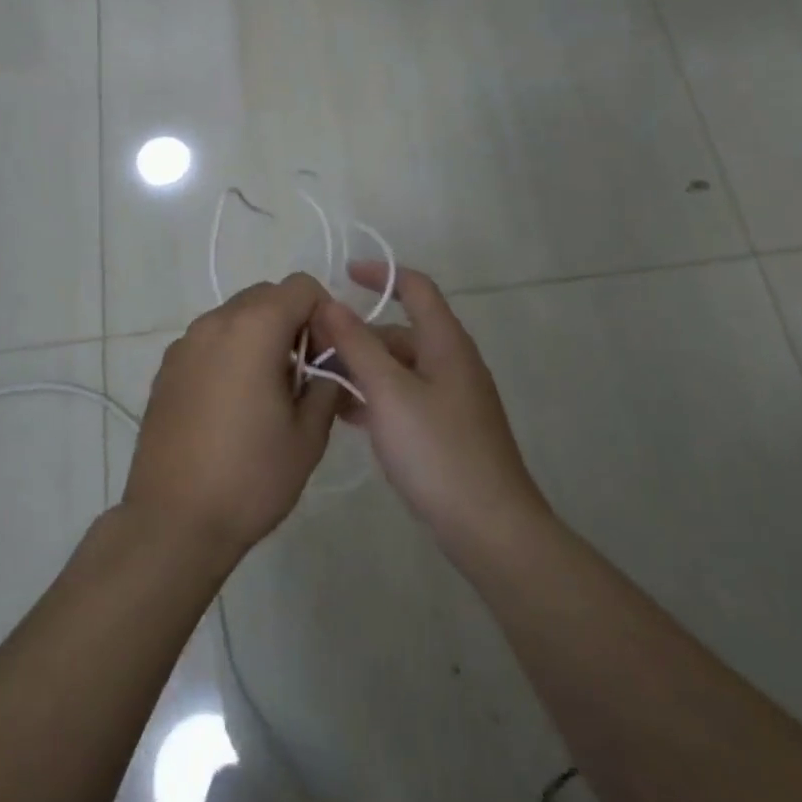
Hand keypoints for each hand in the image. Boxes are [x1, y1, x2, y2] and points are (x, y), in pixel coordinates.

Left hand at [123, 274, 342, 559]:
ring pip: (235, 318)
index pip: (301, 287)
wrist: (173, 522)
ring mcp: (184, 344)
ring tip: (267, 393)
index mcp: (254, 328)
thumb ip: (327, 383)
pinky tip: (232, 405)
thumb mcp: (309, 434)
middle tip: (303, 374)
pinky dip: (230, 354)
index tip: (327, 357)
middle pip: (266, 296)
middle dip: (292, 322)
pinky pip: (210, 342)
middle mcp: (215, 323)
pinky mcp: (166, 369)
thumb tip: (328, 363)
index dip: (324, 314)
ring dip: (260, 337)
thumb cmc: (250, 477)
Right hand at [312, 263, 548, 554]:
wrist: (490, 528)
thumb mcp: (389, 392)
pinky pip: (403, 398)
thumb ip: (357, 345)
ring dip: (361, 368)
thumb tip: (328, 302)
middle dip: (357, 334)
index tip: (342, 274)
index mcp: (445, 342)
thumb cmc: (438, 450)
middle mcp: (451, 362)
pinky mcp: (445, 429)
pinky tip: (344, 415)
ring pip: (398, 368)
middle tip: (311, 347)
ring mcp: (450, 398)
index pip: (415, 287)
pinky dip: (375, 397)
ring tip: (317, 381)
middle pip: (400, 332)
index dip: (380, 275)